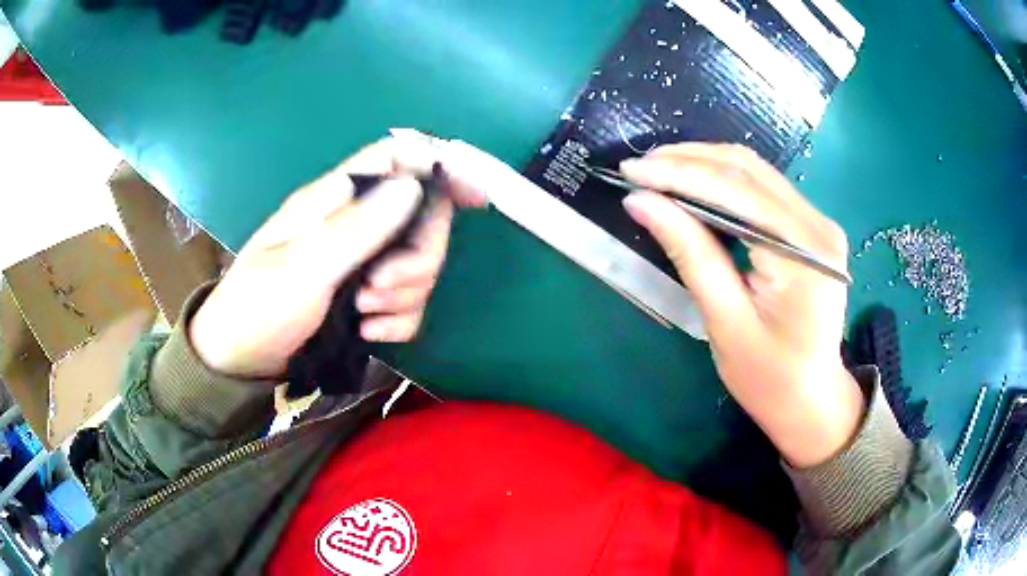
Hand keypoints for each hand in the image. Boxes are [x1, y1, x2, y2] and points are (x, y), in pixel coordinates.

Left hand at [190, 136, 485, 378]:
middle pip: (422, 218)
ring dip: (404, 293)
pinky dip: (398, 320)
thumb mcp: (303, 267)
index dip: (436, 166)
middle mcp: (356, 225)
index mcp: (335, 200)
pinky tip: (369, 334)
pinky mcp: (367, 299)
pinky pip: (408, 302)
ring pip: (420, 264)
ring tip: (364, 313)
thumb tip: (413, 184)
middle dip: (417, 257)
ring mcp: (364, 263)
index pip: (395, 158)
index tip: (473, 194)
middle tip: (378, 286)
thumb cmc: (259, 306)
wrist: (241, 361)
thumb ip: (357, 227)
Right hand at [621, 143, 863, 467]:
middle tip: (638, 168)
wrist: (812, 399)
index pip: (736, 192)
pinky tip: (693, 185)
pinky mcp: (810, 227)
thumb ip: (690, 254)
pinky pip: (763, 188)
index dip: (680, 174)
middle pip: (748, 170)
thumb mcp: (725, 322)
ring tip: (658, 171)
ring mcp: (818, 223)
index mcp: (803, 255)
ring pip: (755, 171)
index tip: (631, 172)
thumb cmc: (769, 377)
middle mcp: (817, 226)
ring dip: (704, 164)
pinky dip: (723, 181)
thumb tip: (642, 202)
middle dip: (688, 160)